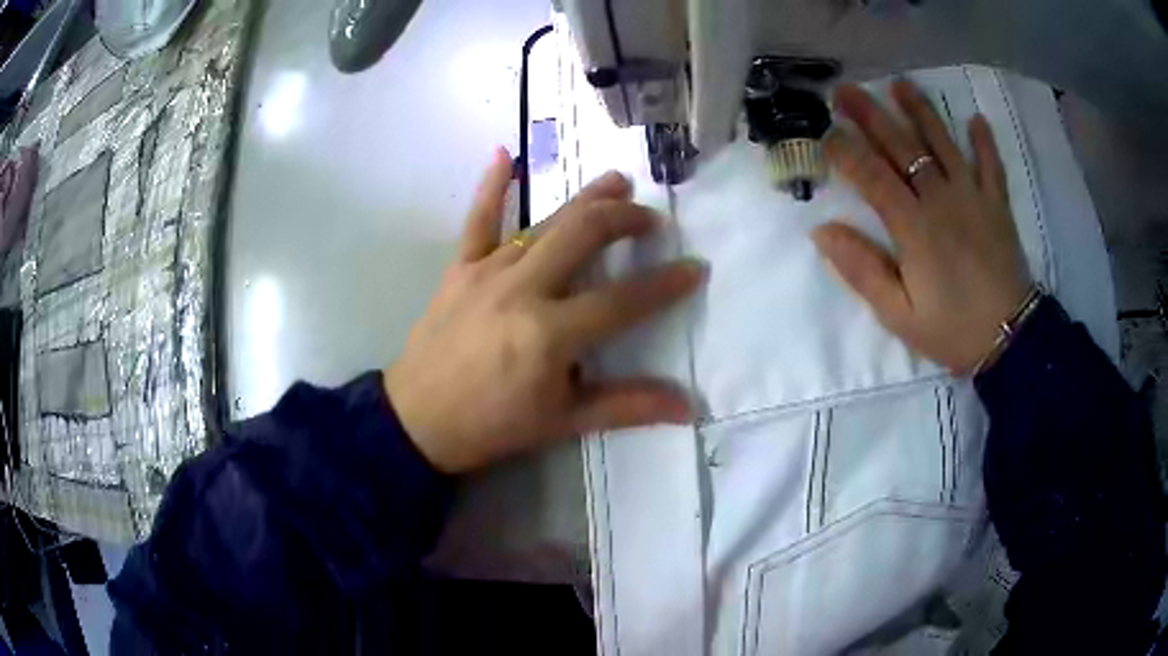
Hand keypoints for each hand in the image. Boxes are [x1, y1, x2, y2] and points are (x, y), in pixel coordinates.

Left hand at [385, 149, 704, 473]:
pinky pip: (477, 221)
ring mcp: (487, 272)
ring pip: (544, 222)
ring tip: (617, 181)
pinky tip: (504, 154)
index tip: (695, 267)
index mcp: (550, 333)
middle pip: (584, 236)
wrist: (417, 421)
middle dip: (625, 219)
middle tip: (650, 218)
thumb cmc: (492, 426)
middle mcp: (523, 289)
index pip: (623, 300)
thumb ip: (626, 406)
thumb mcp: (562, 423)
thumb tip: (687, 407)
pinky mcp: (459, 268)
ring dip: (584, 198)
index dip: (665, 284)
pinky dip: (491, 186)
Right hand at [812, 80, 1031, 373]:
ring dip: (921, 111)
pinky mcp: (997, 205)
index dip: (845, 151)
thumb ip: (863, 271)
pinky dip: (984, 142)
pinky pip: (991, 166)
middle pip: (902, 148)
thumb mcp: (899, 314)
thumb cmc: (952, 330)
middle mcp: (941, 200)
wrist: (1009, 339)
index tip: (824, 131)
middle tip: (845, 89)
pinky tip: (975, 120)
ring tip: (900, 84)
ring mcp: (973, 197)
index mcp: (914, 227)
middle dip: (871, 116)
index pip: (872, 176)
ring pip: (943, 144)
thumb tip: (822, 232)